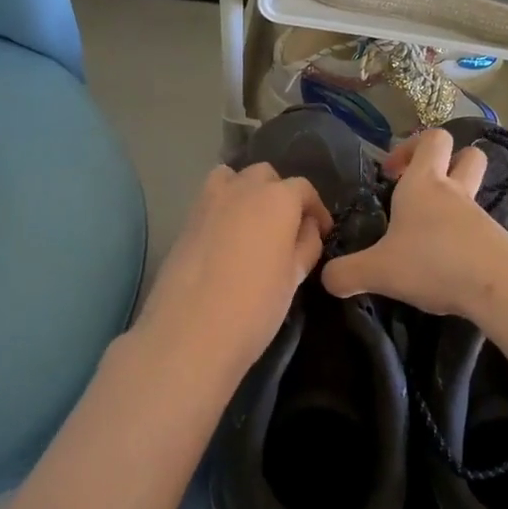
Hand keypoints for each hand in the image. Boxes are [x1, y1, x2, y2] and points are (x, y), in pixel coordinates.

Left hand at [130, 162, 331, 373]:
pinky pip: (210, 199)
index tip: (322, 232)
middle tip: (287, 229)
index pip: (303, 188)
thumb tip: (307, 228)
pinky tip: (227, 239)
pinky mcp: (185, 220)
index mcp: (277, 198)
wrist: (190, 332)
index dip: (316, 209)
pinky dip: (223, 207)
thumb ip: (306, 244)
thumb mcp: (294, 277)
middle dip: (281, 194)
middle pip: (266, 176)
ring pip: (233, 178)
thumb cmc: (255, 306)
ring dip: (247, 192)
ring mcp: (208, 201)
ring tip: (253, 225)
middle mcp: (242, 188)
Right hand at [321, 130, 507, 317]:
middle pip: (466, 155)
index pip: (431, 139)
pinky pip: (479, 228)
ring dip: (453, 205)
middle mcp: (454, 192)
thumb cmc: (432, 262)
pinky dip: (463, 238)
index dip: (411, 146)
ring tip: (428, 236)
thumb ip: (347, 273)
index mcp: (424, 183)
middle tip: (420, 189)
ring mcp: (479, 216)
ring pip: (472, 193)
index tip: (391, 172)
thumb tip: (326, 279)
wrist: (498, 286)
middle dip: (447, 163)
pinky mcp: (496, 242)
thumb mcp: (378, 271)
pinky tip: (447, 264)